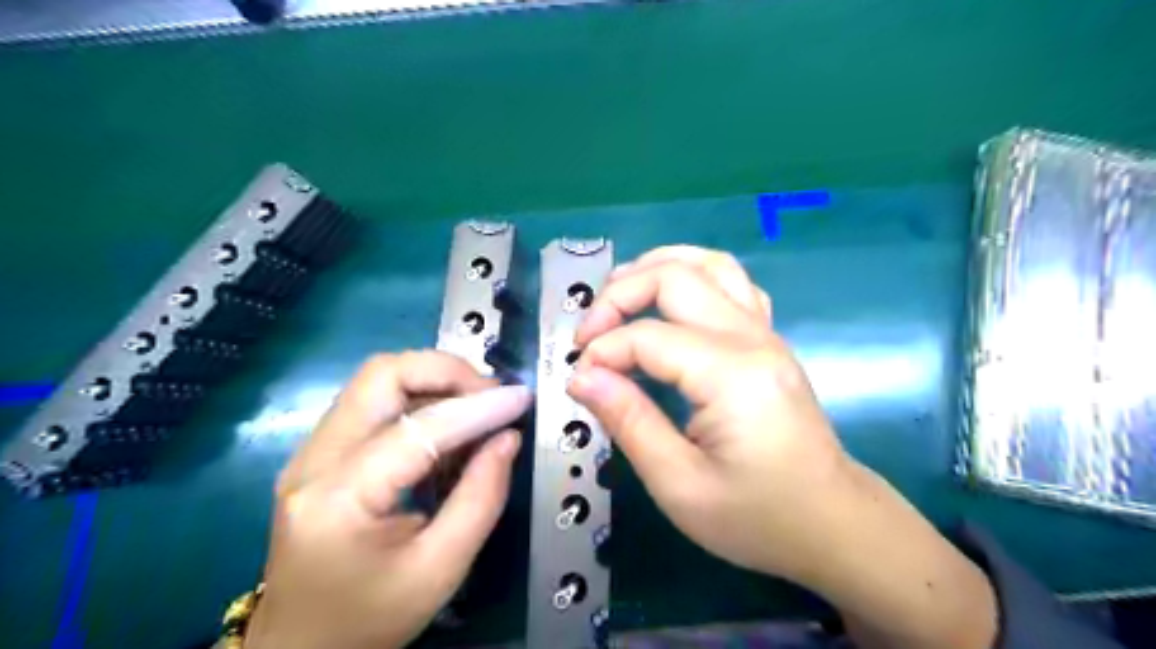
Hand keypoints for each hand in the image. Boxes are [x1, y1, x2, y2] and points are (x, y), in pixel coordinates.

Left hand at [247, 353, 532, 647]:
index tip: (521, 398)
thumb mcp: (441, 569)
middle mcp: (313, 461)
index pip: (417, 429)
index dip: (477, 407)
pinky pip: (375, 402)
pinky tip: (448, 428)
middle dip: (446, 371)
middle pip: (382, 374)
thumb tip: (508, 437)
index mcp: (339, 500)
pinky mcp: (320, 453)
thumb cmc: (370, 620)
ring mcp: (310, 452)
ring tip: (477, 408)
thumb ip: (481, 497)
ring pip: (377, 379)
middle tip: (491, 395)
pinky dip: (419, 400)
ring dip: (434, 381)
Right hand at [569, 245, 846, 579]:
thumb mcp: (679, 484)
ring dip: (657, 267)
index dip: (602, 352)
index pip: (647, 336)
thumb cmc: (757, 516)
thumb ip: (629, 422)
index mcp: (731, 374)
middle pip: (675, 277)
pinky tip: (669, 302)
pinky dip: (692, 276)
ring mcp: (766, 332)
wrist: (832, 523)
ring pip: (709, 264)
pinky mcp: (768, 339)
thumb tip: (581, 377)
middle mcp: (751, 337)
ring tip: (618, 292)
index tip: (578, 381)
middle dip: (619, 294)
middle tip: (588, 333)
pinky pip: (731, 283)